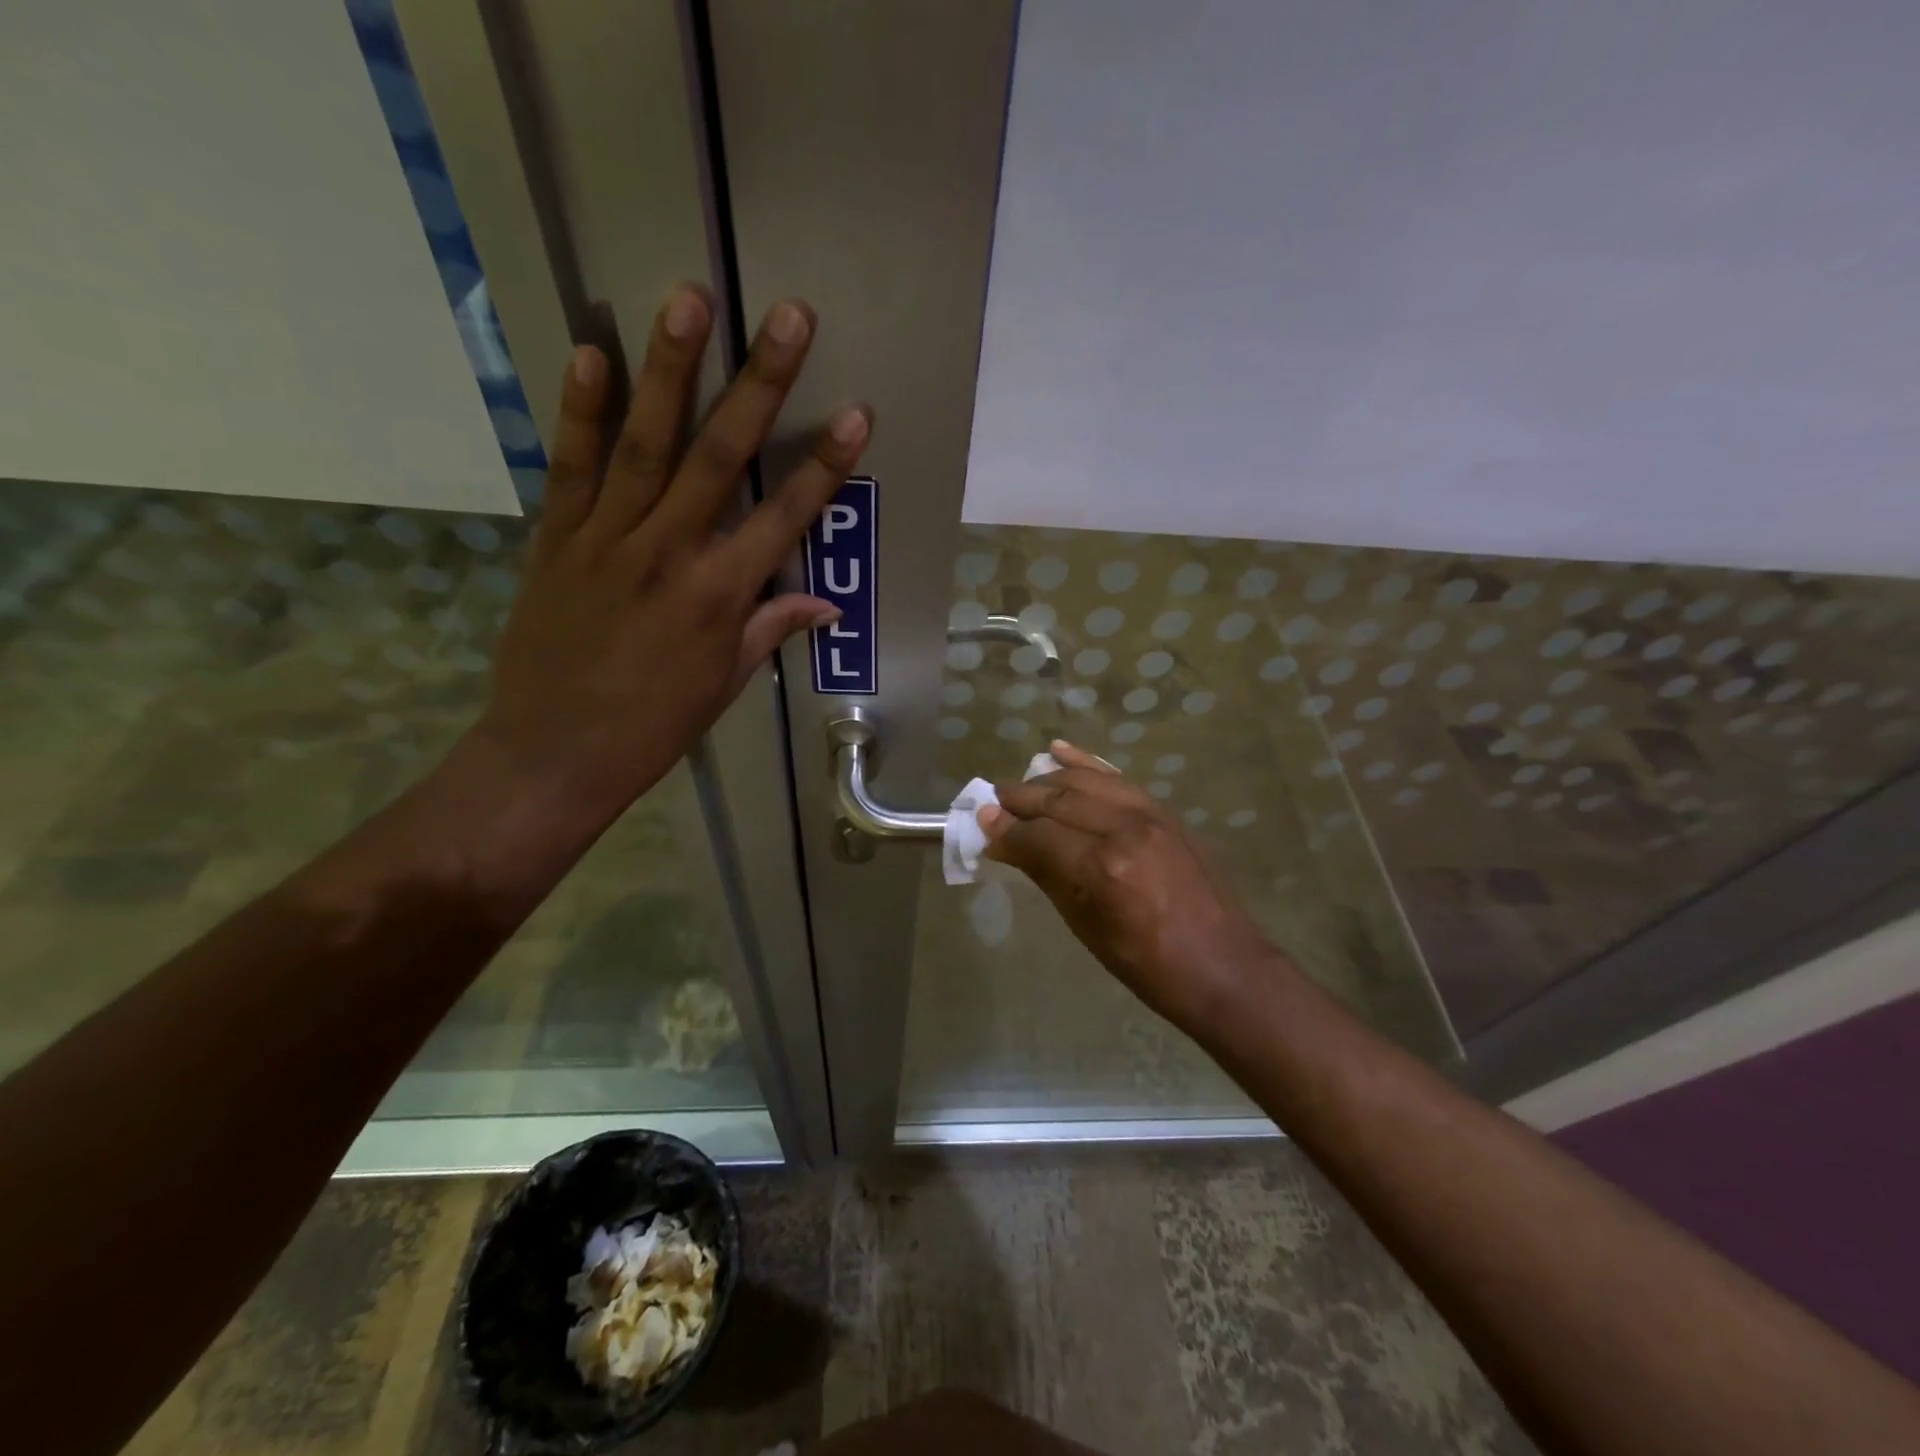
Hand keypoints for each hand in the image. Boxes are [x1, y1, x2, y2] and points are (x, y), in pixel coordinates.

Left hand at [475, 287, 869, 822]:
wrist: (552, 754)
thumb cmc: (652, 727)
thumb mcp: (723, 685)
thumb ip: (769, 629)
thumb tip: (824, 604)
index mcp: (717, 597)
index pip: (784, 519)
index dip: (825, 467)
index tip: (856, 415)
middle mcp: (667, 554)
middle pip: (721, 458)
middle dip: (760, 384)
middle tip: (789, 317)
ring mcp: (606, 539)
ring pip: (645, 443)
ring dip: (670, 369)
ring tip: (689, 298)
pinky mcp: (556, 538)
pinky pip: (571, 466)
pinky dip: (581, 410)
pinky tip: (592, 351)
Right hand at [981, 741, 1281, 1035]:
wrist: (1223, 966)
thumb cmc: (1147, 965)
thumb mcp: (1086, 927)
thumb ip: (1044, 875)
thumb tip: (1004, 843)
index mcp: (1103, 868)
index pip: (1038, 836)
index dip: (1005, 831)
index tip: (981, 825)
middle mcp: (1125, 830)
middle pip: (1059, 800)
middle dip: (1020, 799)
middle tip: (992, 801)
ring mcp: (1150, 815)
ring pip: (1085, 782)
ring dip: (1047, 780)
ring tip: (1020, 786)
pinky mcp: (1165, 812)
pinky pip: (1116, 779)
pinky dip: (1086, 763)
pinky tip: (1059, 751)